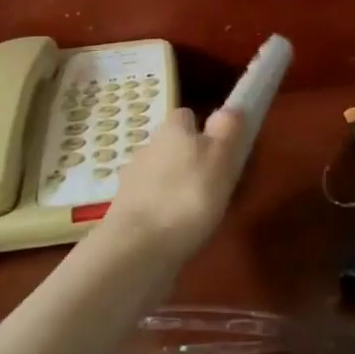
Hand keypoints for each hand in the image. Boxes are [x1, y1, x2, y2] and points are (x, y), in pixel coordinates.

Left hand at [96, 106, 249, 268]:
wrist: (139, 246)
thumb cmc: (189, 197)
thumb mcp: (221, 160)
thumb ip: (228, 131)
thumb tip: (231, 107)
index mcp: (173, 129)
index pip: (187, 116)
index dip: (203, 130)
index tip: (220, 151)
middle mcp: (148, 145)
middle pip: (172, 144)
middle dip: (188, 159)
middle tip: (212, 185)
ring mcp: (132, 177)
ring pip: (159, 172)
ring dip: (174, 184)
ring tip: (195, 211)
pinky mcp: (124, 207)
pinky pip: (149, 199)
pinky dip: (160, 208)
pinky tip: (174, 228)